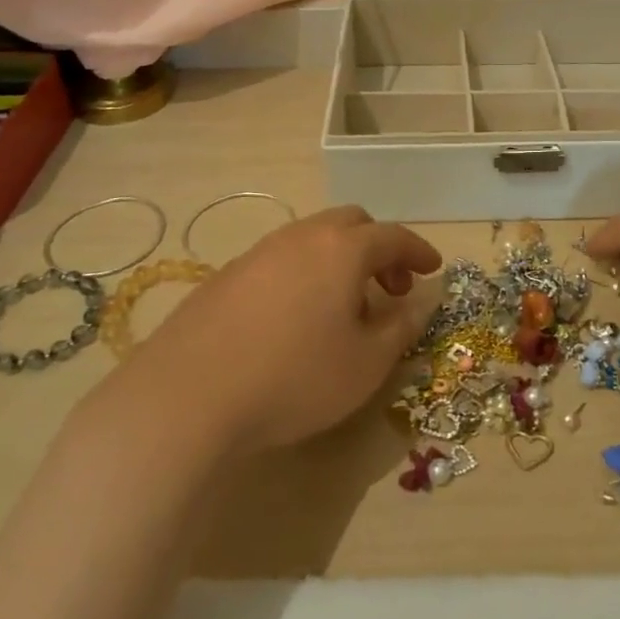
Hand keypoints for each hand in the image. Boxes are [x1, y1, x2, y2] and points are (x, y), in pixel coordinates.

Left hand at [105, 206, 441, 456]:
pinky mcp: (227, 275)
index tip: (432, 269)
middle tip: (389, 289)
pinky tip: (296, 318)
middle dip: (378, 249)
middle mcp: (302, 237)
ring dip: (340, 261)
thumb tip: (418, 303)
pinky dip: (305, 274)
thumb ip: (400, 328)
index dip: (418, 251)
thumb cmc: (294, 377)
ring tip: (344, 307)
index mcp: (342, 248)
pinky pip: (281, 260)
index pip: (393, 236)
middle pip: (351, 224)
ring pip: (313, 239)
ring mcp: (259, 252)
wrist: (187, 394)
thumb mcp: (366, 363)